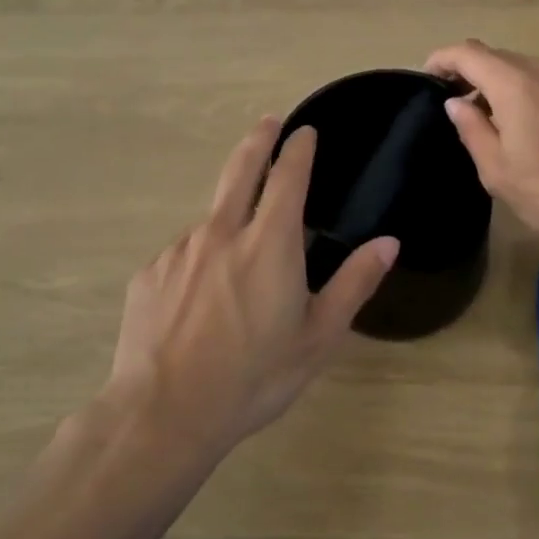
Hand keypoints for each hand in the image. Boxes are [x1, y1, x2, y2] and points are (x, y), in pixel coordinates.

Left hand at [108, 120, 397, 457]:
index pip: (288, 176)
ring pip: (212, 219)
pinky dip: (199, 260)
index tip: (304, 130)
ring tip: (238, 258)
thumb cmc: (254, 377)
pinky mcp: (149, 274)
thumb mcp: (318, 337)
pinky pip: (183, 254)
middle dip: (258, 141)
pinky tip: (199, 299)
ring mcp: (180, 250)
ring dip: (229, 217)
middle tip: (268, 122)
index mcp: (270, 243)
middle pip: (241, 170)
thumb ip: (355, 283)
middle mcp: (222, 232)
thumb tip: (389, 242)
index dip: (298, 148)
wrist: (162, 416)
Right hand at [424, 40, 538, 250]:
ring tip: (486, 117)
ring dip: (496, 81)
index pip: (468, 52)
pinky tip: (521, 122)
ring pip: (519, 66)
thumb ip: (471, 128)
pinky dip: (521, 88)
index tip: (427, 77)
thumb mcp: (497, 169)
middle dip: (468, 71)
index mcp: (514, 83)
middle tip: (452, 103)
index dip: (442, 59)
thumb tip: (456, 102)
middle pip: (494, 56)